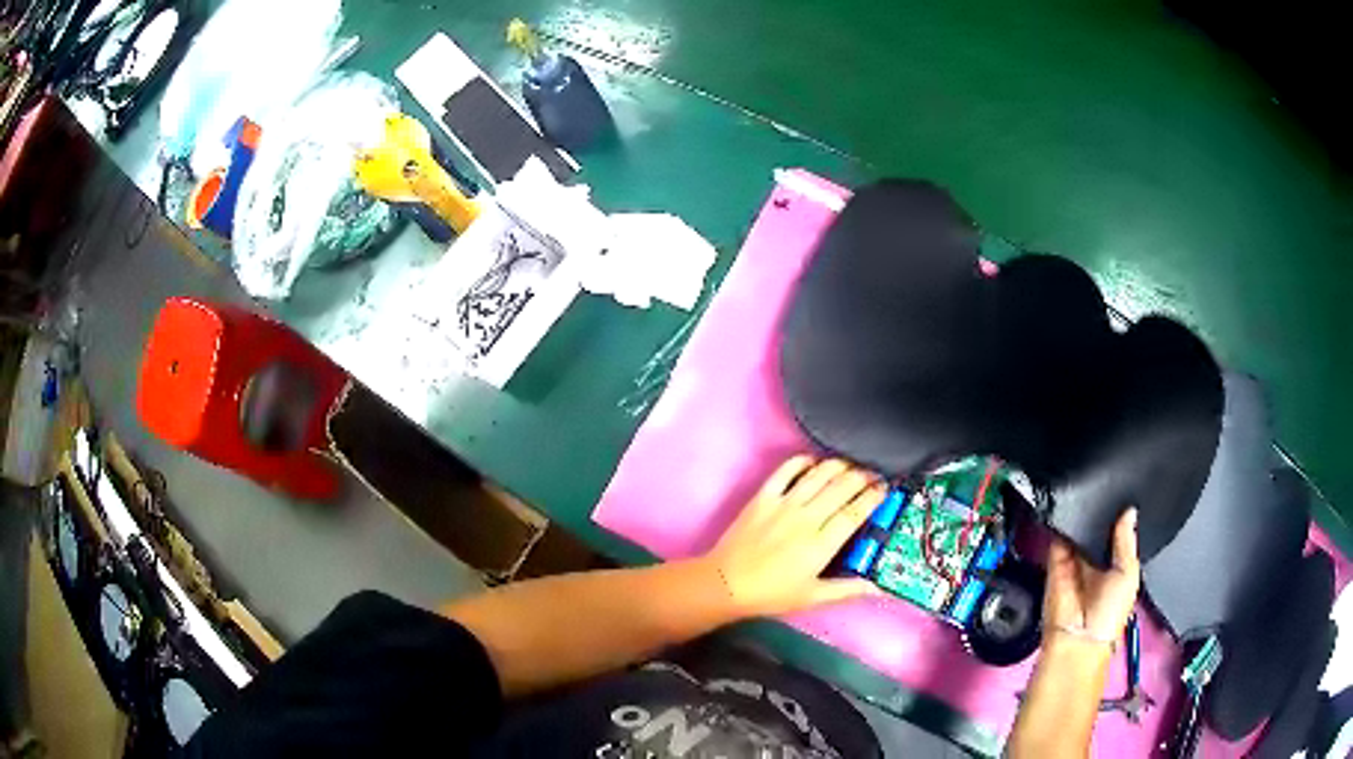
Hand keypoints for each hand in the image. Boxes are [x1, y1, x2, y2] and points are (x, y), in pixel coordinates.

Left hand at [700, 456, 888, 617]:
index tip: (885, 488)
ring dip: (839, 465)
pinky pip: (786, 469)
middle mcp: (806, 518)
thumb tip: (880, 589)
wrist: (726, 583)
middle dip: (863, 476)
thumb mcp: (813, 597)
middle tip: (874, 474)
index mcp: (821, 544)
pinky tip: (815, 462)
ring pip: (819, 474)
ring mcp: (783, 504)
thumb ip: (848, 590)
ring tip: (851, 465)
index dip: (874, 496)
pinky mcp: (763, 496)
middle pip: (842, 486)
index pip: (855, 512)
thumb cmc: (772, 594)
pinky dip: (804, 461)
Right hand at [1044, 508, 1140, 646]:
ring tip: (1093, 503)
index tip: (1127, 496)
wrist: (1076, 637)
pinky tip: (1074, 514)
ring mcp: (1075, 562)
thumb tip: (1129, 510)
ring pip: (1080, 530)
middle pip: (1098, 528)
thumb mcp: (1129, 574)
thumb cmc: (1109, 615)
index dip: (1123, 516)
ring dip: (1084, 518)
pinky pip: (1059, 538)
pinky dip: (1064, 525)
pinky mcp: (1055, 563)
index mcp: (1117, 566)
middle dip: (1103, 514)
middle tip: (1109, 497)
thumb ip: (1127, 541)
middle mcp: (1096, 562)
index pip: (1119, 533)